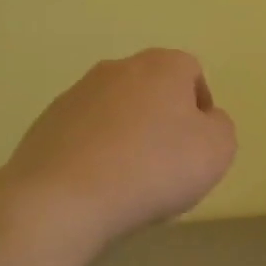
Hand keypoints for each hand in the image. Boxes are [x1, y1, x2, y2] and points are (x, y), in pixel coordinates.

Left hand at [3, 49, 236, 242]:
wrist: (63, 199)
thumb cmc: (154, 168)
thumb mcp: (218, 149)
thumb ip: (220, 126)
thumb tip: (204, 119)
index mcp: (162, 66)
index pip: (191, 72)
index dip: (200, 107)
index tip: (199, 144)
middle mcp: (117, 69)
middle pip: (151, 89)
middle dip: (162, 119)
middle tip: (168, 163)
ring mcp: (76, 94)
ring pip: (116, 111)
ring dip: (128, 136)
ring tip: (130, 181)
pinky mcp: (46, 124)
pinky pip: (85, 134)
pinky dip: (96, 153)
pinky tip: (99, 186)